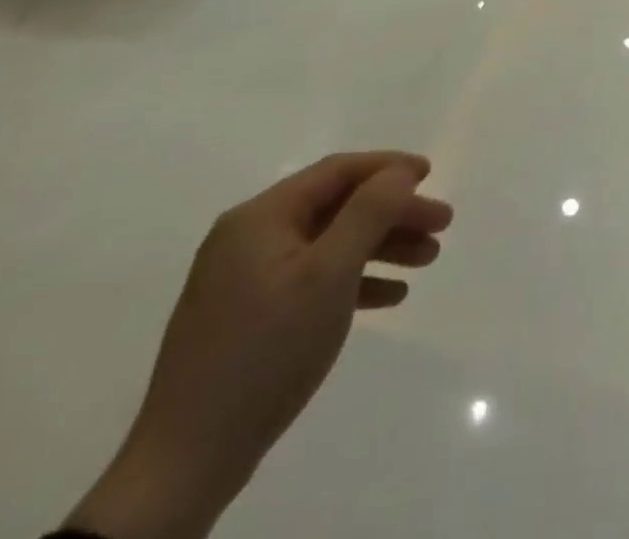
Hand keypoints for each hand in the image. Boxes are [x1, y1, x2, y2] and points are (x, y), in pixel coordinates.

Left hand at [68, 152, 452, 538]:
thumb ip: (368, 213)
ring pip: (329, 243)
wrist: (187, 461)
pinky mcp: (249, 317)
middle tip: (441, 225)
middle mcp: (250, 237)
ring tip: (428, 259)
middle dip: (393, 212)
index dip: (388, 167)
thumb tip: (398, 172)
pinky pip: (313, 279)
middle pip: (337, 206)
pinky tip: (391, 295)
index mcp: (261, 218)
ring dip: (381, 246)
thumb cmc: (266, 351)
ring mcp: (246, 279)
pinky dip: (354, 280)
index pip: (337, 171)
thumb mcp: (329, 274)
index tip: (431, 175)